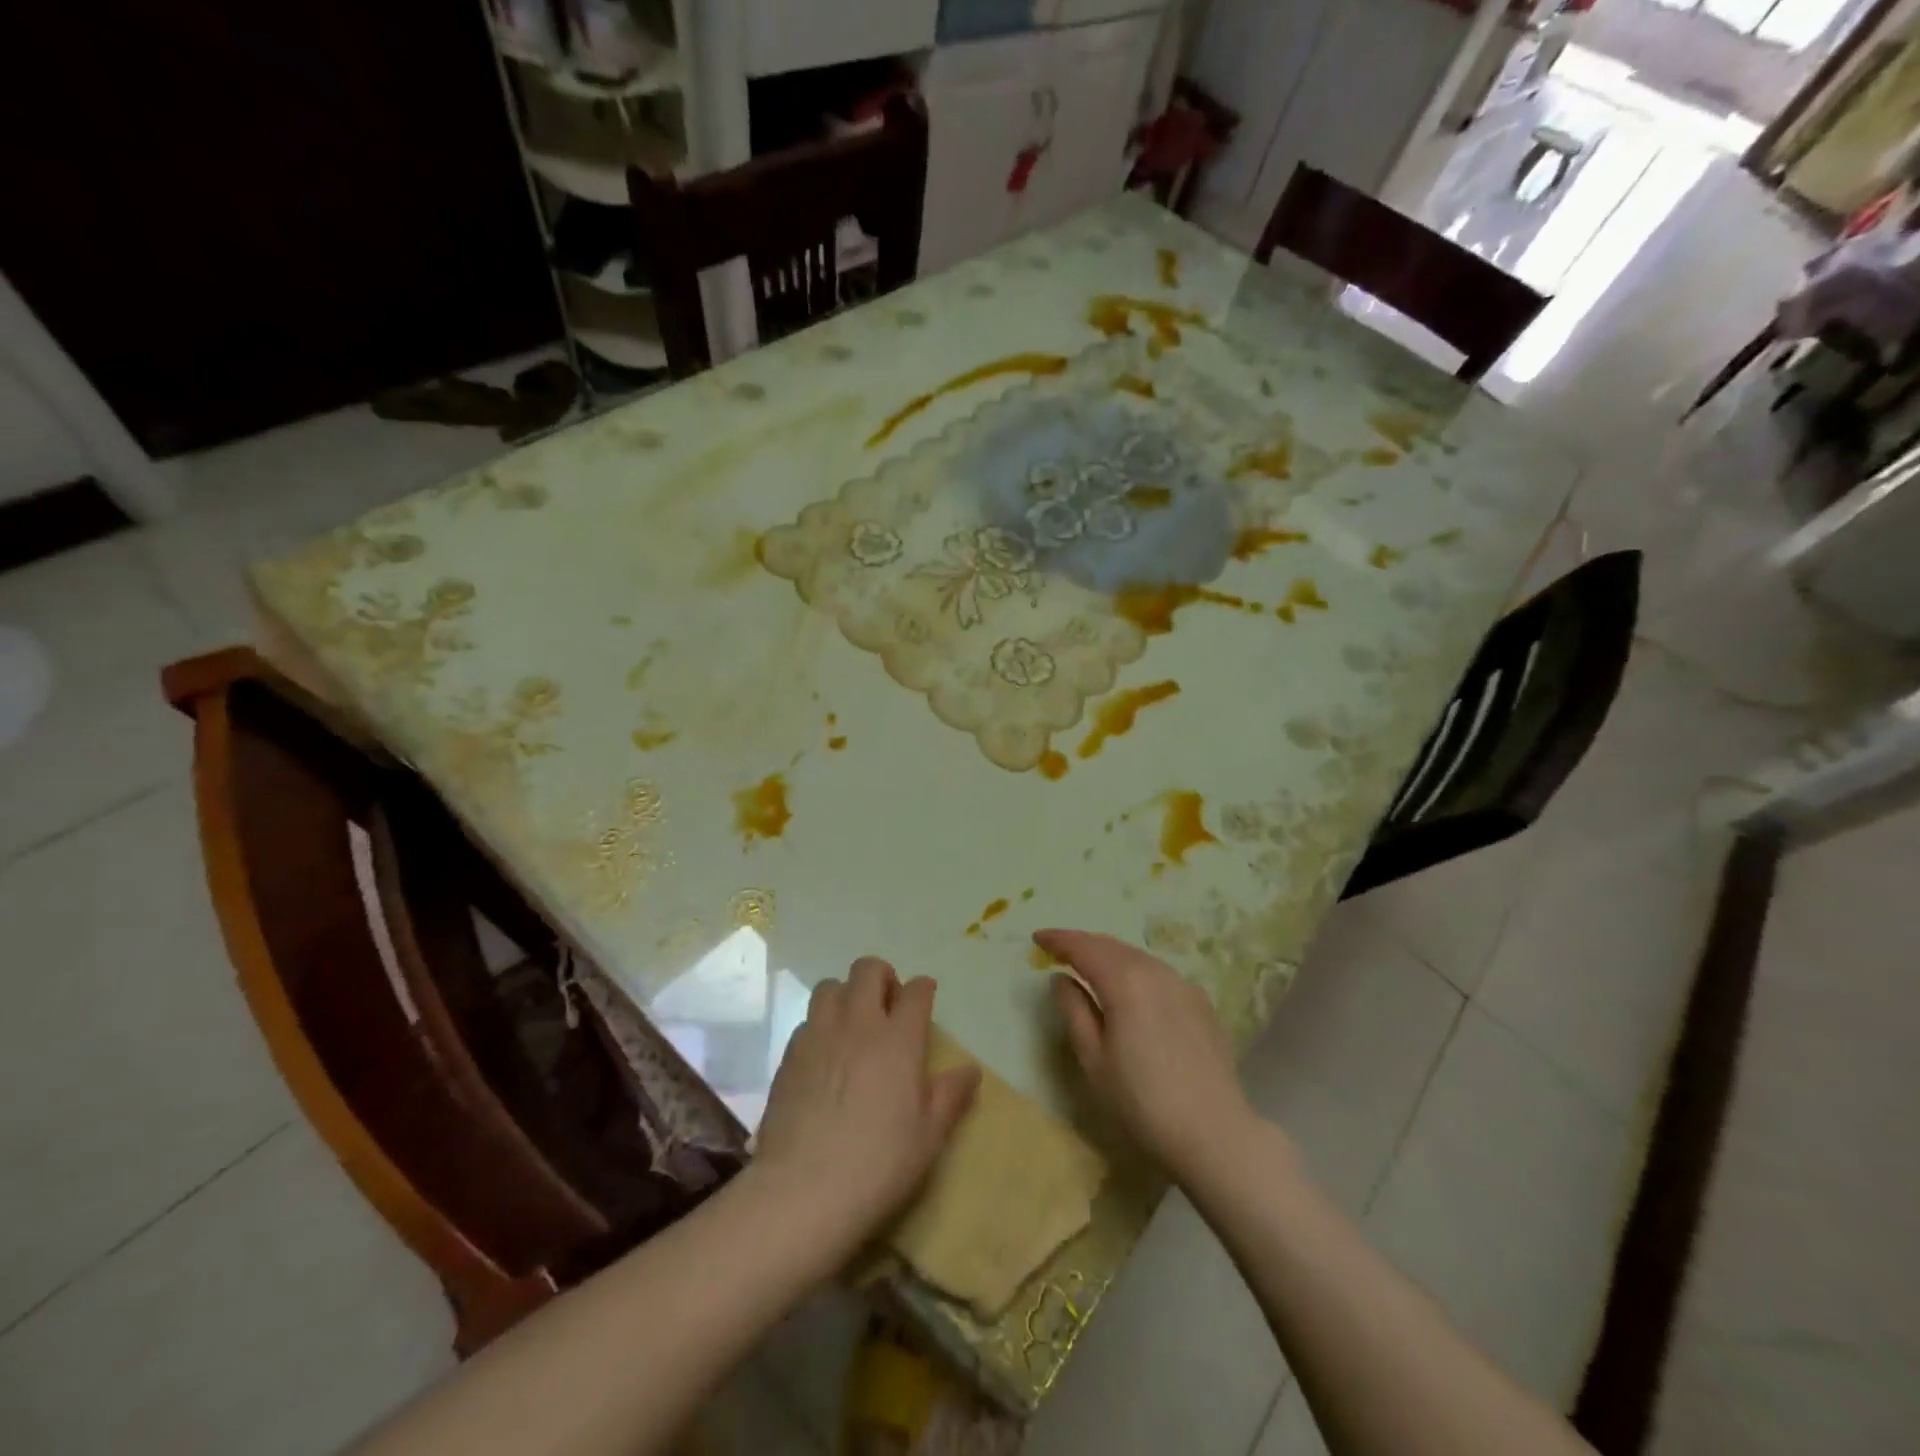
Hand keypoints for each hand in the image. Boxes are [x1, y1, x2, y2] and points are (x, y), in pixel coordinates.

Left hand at [754, 958, 980, 1252]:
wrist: (802, 1190)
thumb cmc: (878, 1164)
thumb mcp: (928, 1136)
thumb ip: (951, 1096)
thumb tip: (972, 1070)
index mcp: (899, 1039)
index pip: (916, 991)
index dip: (923, 990)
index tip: (925, 1000)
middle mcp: (859, 1024)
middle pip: (868, 970)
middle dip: (883, 978)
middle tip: (888, 1008)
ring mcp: (819, 1035)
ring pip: (831, 986)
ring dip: (846, 995)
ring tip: (853, 1026)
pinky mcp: (789, 1054)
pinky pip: (808, 1020)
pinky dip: (821, 1026)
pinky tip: (825, 1057)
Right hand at [1038, 929, 1256, 1182]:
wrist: (1214, 1133)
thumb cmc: (1141, 1101)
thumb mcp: (1093, 1059)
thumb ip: (1073, 1010)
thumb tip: (1062, 979)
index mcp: (1125, 981)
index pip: (1084, 947)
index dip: (1058, 940)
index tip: (1037, 937)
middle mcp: (1156, 971)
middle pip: (1112, 946)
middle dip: (1083, 944)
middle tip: (1060, 950)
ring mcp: (1183, 985)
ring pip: (1138, 957)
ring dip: (1110, 956)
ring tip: (1091, 967)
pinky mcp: (1201, 1003)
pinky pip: (1159, 974)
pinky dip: (1136, 971)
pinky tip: (1131, 989)